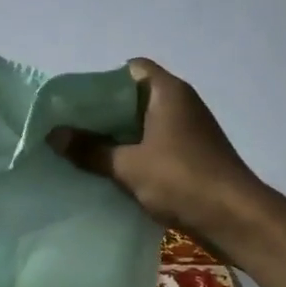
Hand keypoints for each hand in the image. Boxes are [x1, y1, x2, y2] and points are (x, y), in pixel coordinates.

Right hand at [48, 59, 266, 252]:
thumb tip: (53, 135)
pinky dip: (134, 154)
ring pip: (144, 125)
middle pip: (135, 98)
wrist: (232, 216)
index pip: (131, 69)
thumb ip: (89, 150)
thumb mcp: (128, 166)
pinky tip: (111, 172)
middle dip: (103, 114)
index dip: (101, 82)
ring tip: (84, 152)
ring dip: (117, 137)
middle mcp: (181, 104)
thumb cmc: (180, 180)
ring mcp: (189, 131)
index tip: (75, 104)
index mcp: (168, 92)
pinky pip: (155, 146)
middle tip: (71, 130)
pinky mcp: (191, 156)